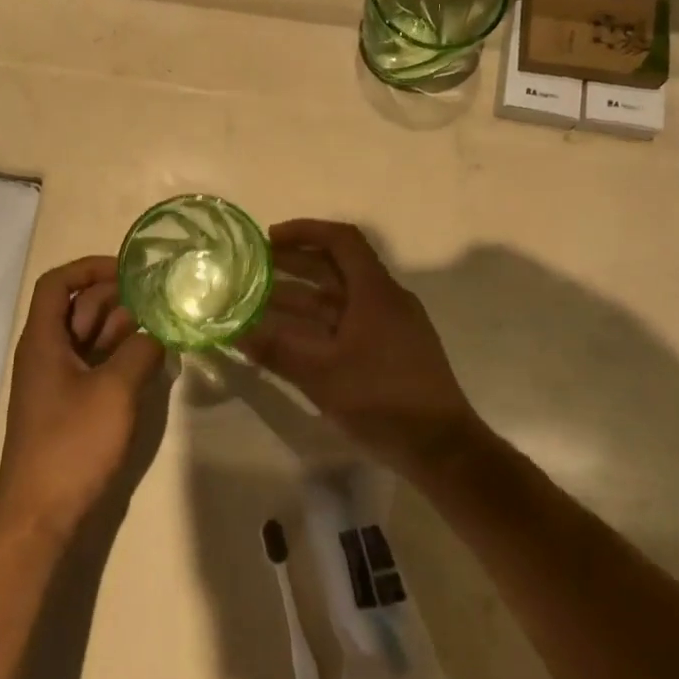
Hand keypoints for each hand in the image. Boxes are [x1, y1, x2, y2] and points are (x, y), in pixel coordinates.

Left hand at [0, 256, 165, 540]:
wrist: (41, 512)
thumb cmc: (72, 443)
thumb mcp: (114, 390)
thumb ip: (140, 352)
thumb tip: (157, 334)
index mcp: (43, 340)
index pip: (57, 283)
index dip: (89, 268)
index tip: (129, 271)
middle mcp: (46, 353)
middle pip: (77, 308)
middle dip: (116, 298)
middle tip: (159, 299)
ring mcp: (58, 381)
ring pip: (89, 337)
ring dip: (122, 328)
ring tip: (162, 325)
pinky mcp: (70, 405)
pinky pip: (95, 365)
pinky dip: (119, 357)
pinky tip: (150, 360)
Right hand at [244, 220, 475, 469]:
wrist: (441, 447)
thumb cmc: (381, 399)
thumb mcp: (321, 374)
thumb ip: (276, 350)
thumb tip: (236, 332)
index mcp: (375, 292)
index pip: (341, 240)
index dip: (304, 232)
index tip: (269, 240)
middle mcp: (385, 300)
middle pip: (337, 267)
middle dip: (295, 264)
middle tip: (255, 269)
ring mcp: (392, 325)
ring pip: (341, 298)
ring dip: (303, 296)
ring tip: (261, 302)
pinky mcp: (392, 350)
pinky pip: (349, 322)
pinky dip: (318, 322)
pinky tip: (292, 337)